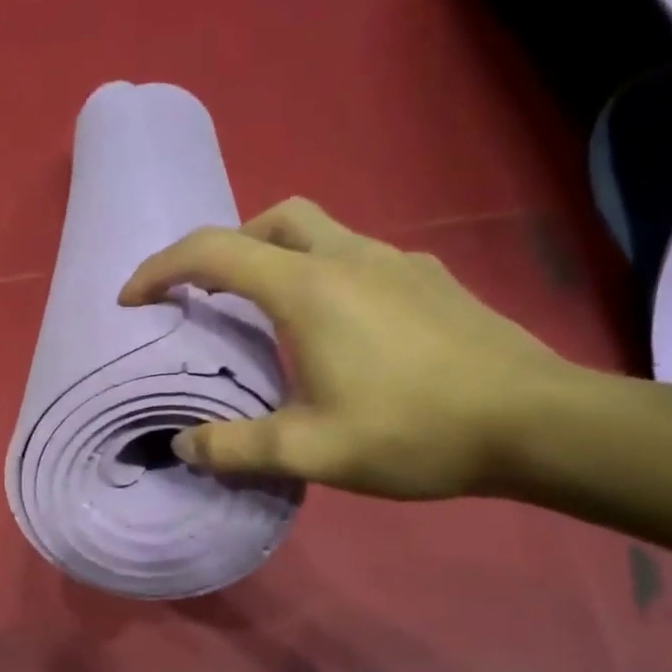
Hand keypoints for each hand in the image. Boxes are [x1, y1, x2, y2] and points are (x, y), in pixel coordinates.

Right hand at [118, 197, 576, 498]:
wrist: (537, 424)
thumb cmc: (413, 430)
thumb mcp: (309, 452)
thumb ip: (235, 448)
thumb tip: (184, 446)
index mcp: (308, 288)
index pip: (214, 252)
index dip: (161, 268)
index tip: (134, 299)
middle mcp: (349, 257)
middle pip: (272, 220)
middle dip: (228, 247)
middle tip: (212, 296)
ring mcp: (398, 262)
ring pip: (321, 232)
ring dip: (279, 258)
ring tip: (272, 318)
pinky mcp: (431, 281)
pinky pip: (360, 258)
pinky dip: (327, 276)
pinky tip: (343, 332)